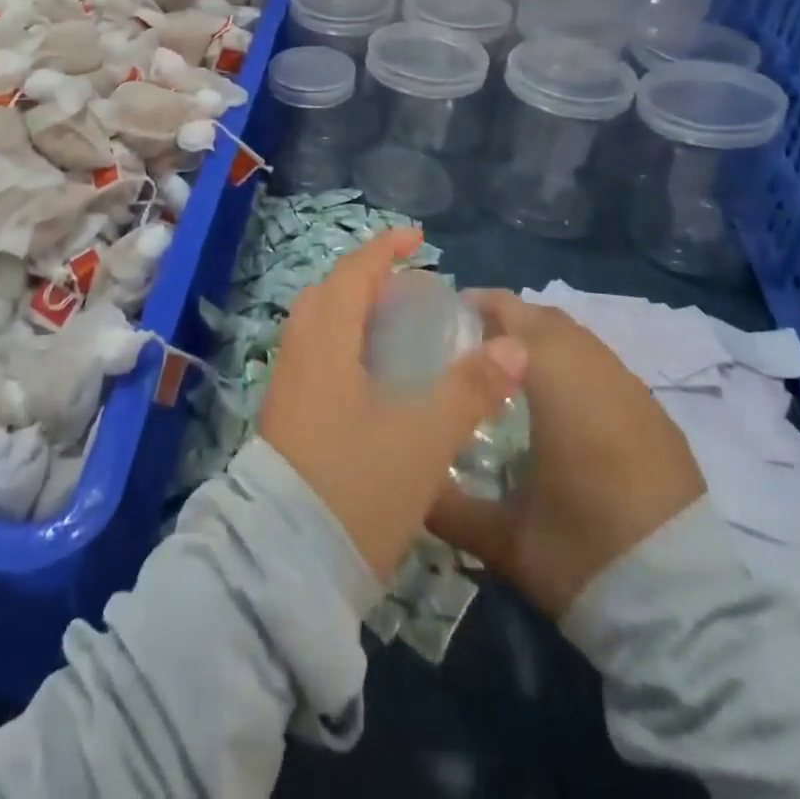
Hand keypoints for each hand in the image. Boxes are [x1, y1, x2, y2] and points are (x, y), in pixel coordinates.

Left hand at [257, 229, 528, 582]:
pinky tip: (373, 376)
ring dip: (354, 312)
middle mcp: (299, 352)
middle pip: (329, 294)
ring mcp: (287, 385)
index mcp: (325, 341)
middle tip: (409, 288)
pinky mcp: (286, 415)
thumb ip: (470, 388)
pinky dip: (344, 343)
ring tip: (396, 326)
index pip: (353, 273)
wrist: (287, 562)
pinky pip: (315, 355)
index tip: (417, 237)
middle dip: (367, 279)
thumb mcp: (424, 437)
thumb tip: (513, 345)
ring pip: (319, 326)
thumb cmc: (357, 485)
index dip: (384, 249)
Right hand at [427, 292, 706, 616]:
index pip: (510, 315)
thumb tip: (407, 485)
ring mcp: (635, 392)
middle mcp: (598, 371)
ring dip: (543, 342)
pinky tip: (560, 408)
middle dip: (507, 319)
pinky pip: (606, 369)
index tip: (443, 319)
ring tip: (510, 372)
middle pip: (546, 318)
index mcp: (556, 381)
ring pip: (580, 340)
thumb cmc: (583, 555)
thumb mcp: (502, 537)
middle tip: (470, 344)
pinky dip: (576, 368)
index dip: (476, 306)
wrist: (686, 613)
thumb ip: (446, 505)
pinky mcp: (660, 419)